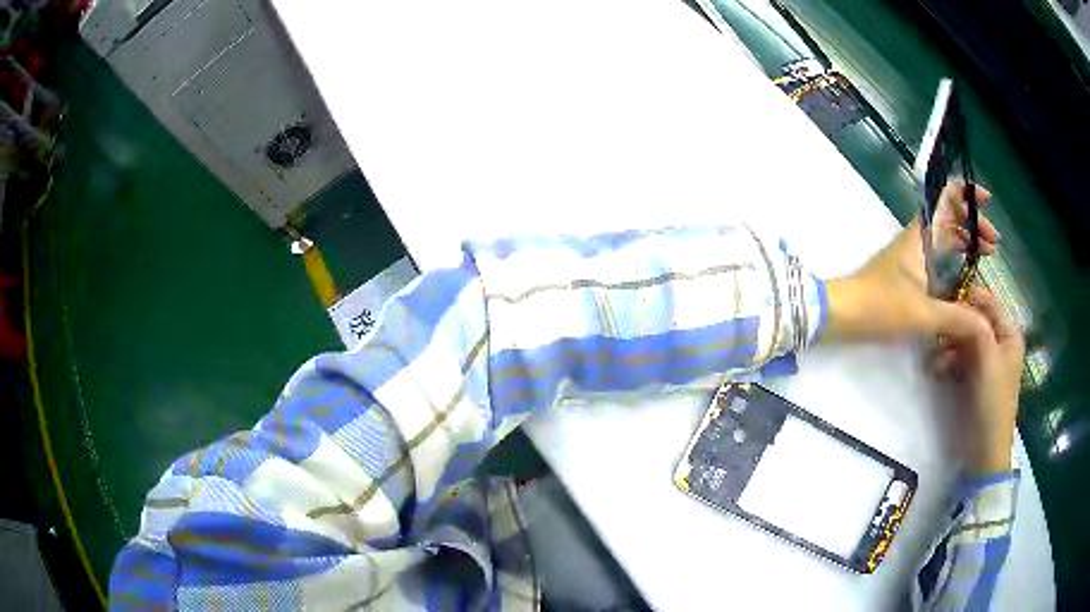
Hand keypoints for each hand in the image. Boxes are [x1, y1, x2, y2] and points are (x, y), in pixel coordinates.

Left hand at [824, 182, 998, 342]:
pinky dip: (953, 258)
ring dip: (965, 241)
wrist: (843, 312)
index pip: (945, 198)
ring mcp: (911, 253)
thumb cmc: (881, 306)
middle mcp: (917, 237)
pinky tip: (964, 277)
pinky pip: (937, 255)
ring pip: (944, 236)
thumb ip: (957, 318)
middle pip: (950, 217)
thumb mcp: (924, 314)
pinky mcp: (907, 270)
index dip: (966, 193)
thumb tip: (985, 324)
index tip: (987, 202)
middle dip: (974, 224)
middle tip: (993, 246)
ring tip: (985, 257)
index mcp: (921, 235)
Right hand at [932, 286, 1024, 474]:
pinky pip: (955, 358)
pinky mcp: (969, 378)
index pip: (987, 303)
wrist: (983, 450)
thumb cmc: (993, 402)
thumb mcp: (989, 360)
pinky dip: (945, 362)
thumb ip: (977, 328)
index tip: (946, 305)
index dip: (968, 301)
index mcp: (1008, 334)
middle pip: (972, 321)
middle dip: (954, 328)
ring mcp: (983, 361)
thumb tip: (959, 302)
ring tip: (935, 362)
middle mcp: (997, 343)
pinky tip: (936, 371)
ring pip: (961, 340)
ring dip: (946, 347)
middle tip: (936, 334)